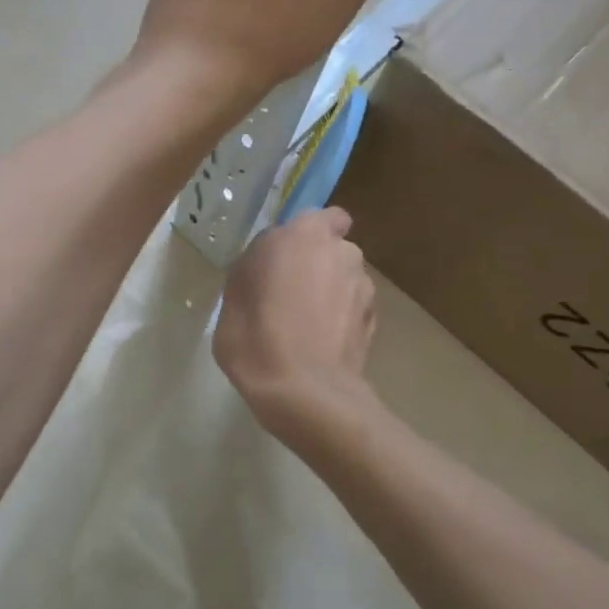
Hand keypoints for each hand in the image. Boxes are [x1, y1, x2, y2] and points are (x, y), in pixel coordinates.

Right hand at [214, 207, 378, 438]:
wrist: (305, 392)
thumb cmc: (256, 335)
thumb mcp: (233, 294)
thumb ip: (255, 265)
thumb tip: (269, 261)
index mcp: (305, 234)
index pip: (322, 216)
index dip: (306, 235)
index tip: (285, 257)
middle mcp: (343, 251)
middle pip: (333, 248)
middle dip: (318, 263)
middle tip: (290, 293)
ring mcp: (365, 287)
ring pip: (346, 279)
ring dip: (331, 292)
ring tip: (307, 326)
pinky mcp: (375, 321)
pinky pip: (353, 310)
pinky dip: (342, 319)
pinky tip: (322, 345)